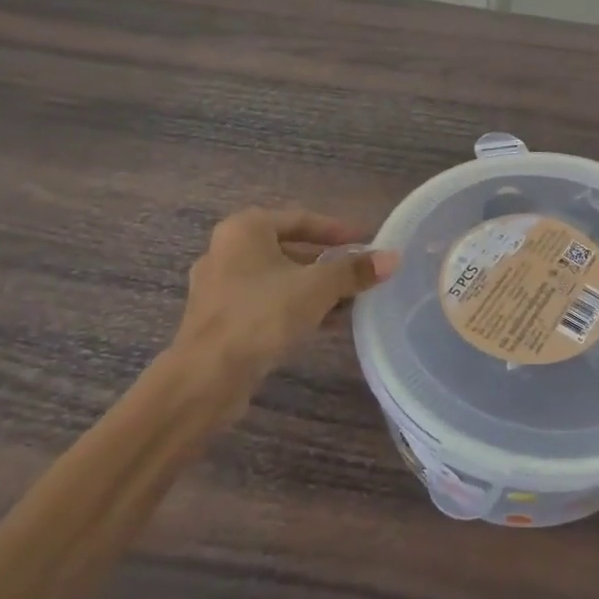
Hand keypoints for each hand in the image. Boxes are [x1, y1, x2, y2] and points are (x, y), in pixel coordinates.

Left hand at [172, 209, 398, 382]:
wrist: (205, 379)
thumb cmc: (261, 316)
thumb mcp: (317, 288)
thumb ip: (354, 271)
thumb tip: (393, 257)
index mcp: (245, 229)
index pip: (302, 219)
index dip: (339, 231)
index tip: (368, 242)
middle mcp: (227, 250)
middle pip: (290, 248)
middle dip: (328, 263)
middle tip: (361, 273)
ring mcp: (219, 286)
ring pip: (278, 278)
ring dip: (314, 288)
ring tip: (351, 301)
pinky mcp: (219, 319)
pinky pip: (266, 302)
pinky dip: (294, 306)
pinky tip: (324, 323)